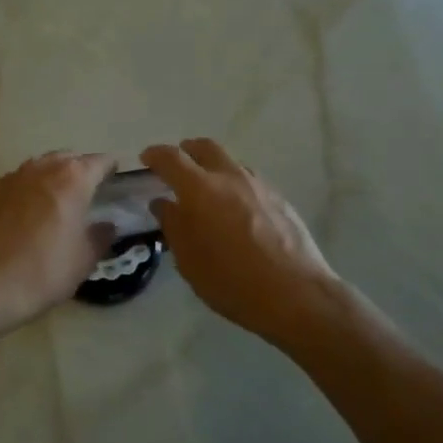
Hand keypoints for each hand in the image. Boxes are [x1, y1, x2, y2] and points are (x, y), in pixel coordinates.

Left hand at [0, 151, 118, 337]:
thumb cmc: (44, 271)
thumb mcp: (84, 260)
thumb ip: (100, 236)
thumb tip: (107, 225)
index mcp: (72, 180)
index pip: (99, 162)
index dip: (110, 168)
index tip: (115, 178)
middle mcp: (42, 169)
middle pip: (67, 159)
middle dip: (79, 169)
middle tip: (86, 191)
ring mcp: (11, 178)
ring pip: (39, 167)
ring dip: (51, 177)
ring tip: (56, 200)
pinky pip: (15, 183)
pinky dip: (26, 191)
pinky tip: (25, 214)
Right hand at [141, 138, 345, 345]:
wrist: (296, 294)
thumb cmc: (232, 281)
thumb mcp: (189, 261)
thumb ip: (173, 226)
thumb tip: (163, 203)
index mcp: (200, 189)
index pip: (171, 158)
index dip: (155, 154)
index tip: (146, 159)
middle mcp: (230, 177)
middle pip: (205, 148)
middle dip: (187, 151)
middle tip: (177, 166)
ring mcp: (259, 185)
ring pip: (230, 162)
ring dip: (213, 167)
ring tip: (206, 190)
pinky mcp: (279, 198)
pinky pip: (249, 180)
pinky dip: (234, 183)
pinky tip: (234, 208)